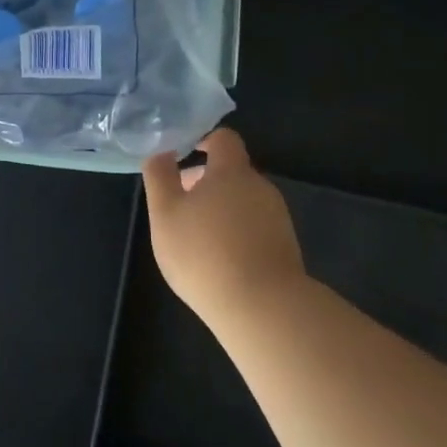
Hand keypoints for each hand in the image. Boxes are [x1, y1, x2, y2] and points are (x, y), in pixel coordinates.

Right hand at [141, 128, 305, 326]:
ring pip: (243, 201)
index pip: (223, 139)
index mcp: (232, 172)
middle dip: (205, 182)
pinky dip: (236, 233)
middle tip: (179, 207)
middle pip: (232, 172)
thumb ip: (160, 176)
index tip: (183, 157)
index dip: (203, 141)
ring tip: (196, 239)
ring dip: (220, 209)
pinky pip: (256, 227)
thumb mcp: (165, 213)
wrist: (263, 308)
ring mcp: (278, 218)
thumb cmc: (204, 252)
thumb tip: (162, 152)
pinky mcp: (286, 247)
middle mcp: (261, 187)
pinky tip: (220, 261)